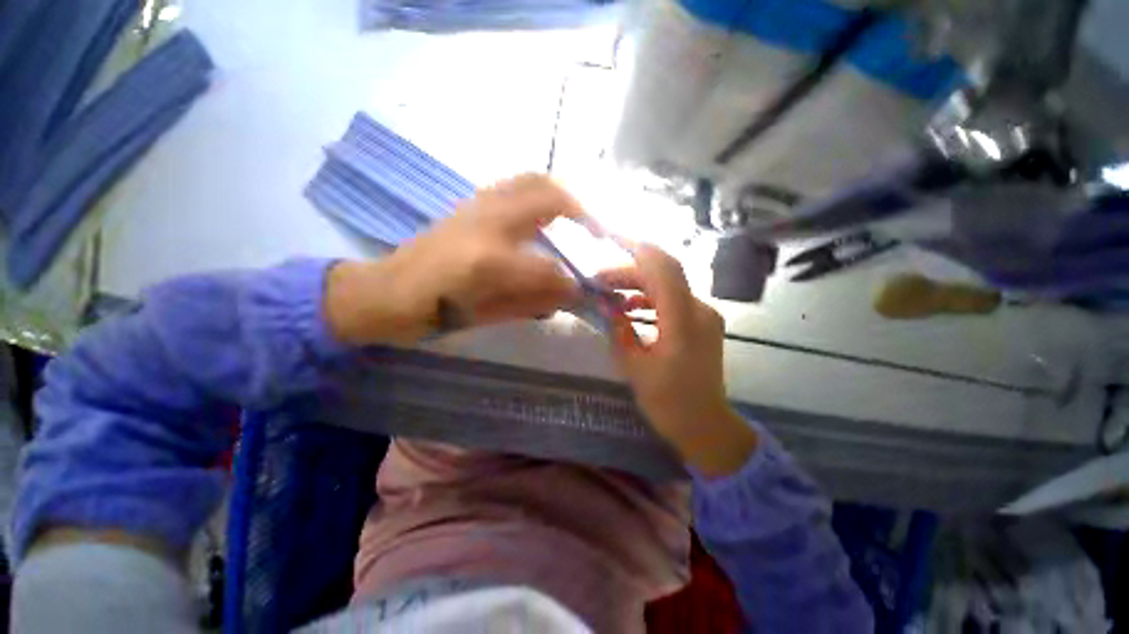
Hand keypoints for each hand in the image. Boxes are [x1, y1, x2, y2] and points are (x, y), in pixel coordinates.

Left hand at [326, 174, 591, 345]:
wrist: (386, 291)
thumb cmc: (434, 312)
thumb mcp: (488, 316)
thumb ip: (533, 302)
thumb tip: (569, 292)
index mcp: (490, 261)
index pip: (550, 268)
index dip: (571, 282)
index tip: (584, 289)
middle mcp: (488, 222)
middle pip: (549, 196)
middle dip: (582, 211)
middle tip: (596, 230)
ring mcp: (477, 205)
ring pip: (533, 180)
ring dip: (562, 195)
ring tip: (577, 218)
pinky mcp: (471, 202)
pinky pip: (515, 185)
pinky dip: (540, 193)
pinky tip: (545, 215)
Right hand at [596, 244, 756, 476]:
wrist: (706, 426)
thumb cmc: (669, 402)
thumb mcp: (635, 367)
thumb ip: (620, 330)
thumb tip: (606, 305)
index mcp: (683, 321)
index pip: (662, 269)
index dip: (637, 250)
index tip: (610, 241)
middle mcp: (699, 310)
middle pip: (663, 274)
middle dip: (629, 271)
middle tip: (599, 281)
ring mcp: (704, 315)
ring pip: (668, 285)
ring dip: (638, 285)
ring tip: (609, 293)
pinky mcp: (701, 323)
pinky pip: (673, 300)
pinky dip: (650, 298)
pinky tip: (630, 308)